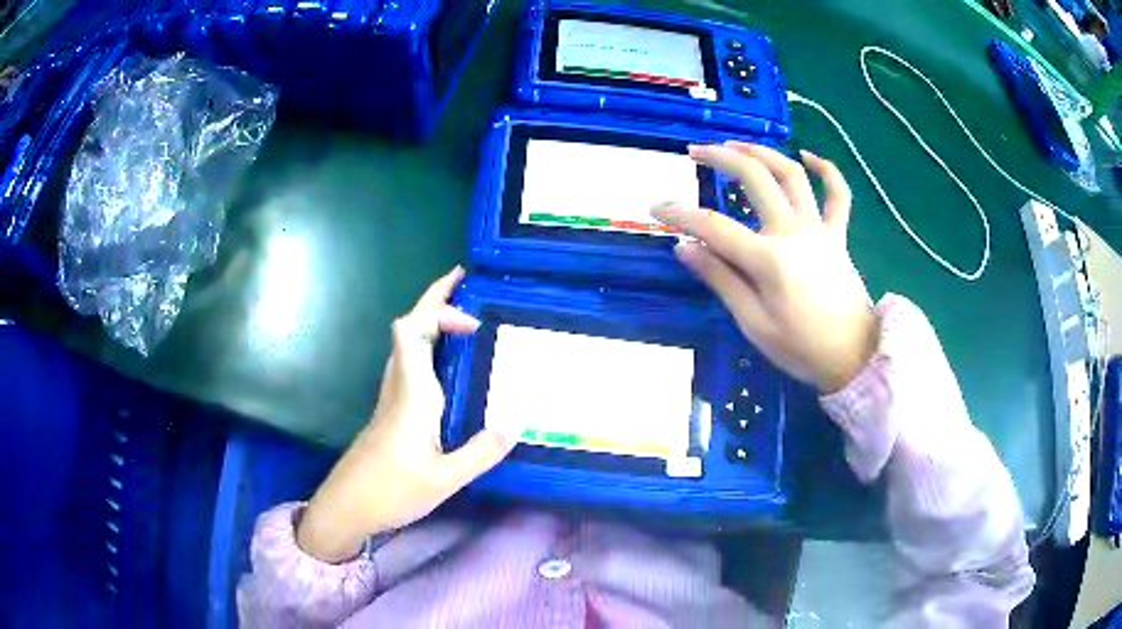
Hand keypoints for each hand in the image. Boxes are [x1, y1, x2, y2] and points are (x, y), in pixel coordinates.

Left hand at [297, 267, 514, 562]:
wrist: (347, 507)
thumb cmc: (390, 491)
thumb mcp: (443, 479)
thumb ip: (480, 452)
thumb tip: (515, 423)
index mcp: (411, 393)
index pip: (412, 331)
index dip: (438, 310)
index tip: (474, 317)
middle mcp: (399, 386)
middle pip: (409, 328)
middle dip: (435, 301)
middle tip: (466, 285)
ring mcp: (392, 398)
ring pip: (408, 345)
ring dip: (431, 323)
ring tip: (464, 321)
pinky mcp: (391, 411)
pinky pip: (411, 365)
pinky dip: (430, 349)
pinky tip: (449, 368)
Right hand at [653, 143, 877, 392]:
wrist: (855, 358)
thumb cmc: (802, 349)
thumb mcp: (753, 324)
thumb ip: (720, 280)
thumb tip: (683, 248)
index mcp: (768, 259)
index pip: (713, 226)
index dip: (680, 214)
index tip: (655, 207)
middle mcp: (793, 232)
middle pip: (754, 179)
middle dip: (721, 158)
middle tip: (695, 151)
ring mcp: (819, 229)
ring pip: (792, 175)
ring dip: (762, 152)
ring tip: (737, 144)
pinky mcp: (838, 235)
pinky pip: (838, 195)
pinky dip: (827, 170)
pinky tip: (808, 155)